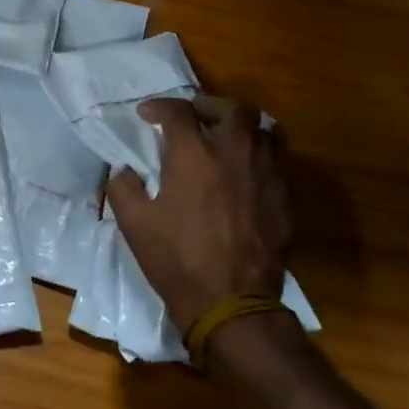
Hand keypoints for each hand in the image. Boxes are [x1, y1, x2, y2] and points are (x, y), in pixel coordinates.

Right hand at [106, 96, 291, 333]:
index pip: (178, 111)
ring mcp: (266, 174)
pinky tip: (244, 174)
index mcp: (195, 155)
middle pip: (232, 108)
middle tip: (194, 116)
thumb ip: (123, 188)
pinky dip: (257, 156)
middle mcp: (235, 153)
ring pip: (262, 130)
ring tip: (224, 139)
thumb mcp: (134, 225)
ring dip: (240, 127)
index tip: (147, 115)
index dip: (159, 107)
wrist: (232, 303)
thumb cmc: (178, 261)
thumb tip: (124, 171)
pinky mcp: (284, 198)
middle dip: (209, 104)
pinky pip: (275, 161)